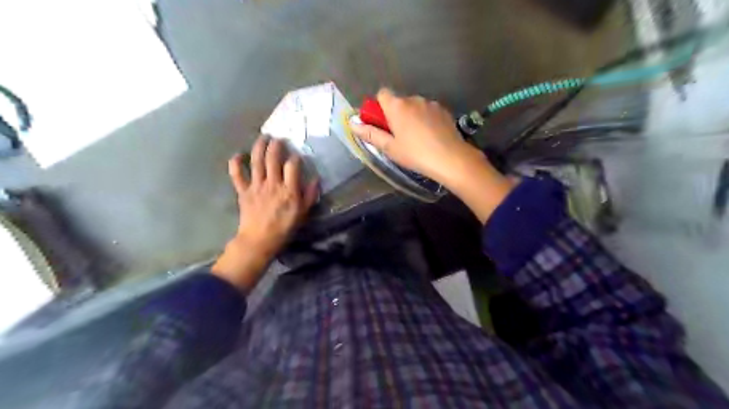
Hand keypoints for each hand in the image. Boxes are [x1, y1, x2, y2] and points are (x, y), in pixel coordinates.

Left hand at [214, 138, 320, 293]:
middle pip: (273, 158)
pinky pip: (237, 174)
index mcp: (289, 190)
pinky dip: (236, 163)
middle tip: (279, 138)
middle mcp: (272, 184)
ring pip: (256, 161)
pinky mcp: (243, 191)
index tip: (298, 156)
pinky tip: (239, 154)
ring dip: (259, 146)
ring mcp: (256, 186)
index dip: (296, 157)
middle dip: (276, 145)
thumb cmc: (284, 228)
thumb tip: (316, 179)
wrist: (260, 240)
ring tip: (263, 137)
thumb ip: (310, 195)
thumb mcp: (303, 213)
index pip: (292, 166)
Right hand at [350, 88, 514, 224]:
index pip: (382, 93)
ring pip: (415, 106)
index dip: (379, 106)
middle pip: (399, 101)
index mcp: (397, 106)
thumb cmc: (415, 154)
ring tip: (417, 138)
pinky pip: (428, 111)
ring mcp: (431, 103)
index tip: (382, 123)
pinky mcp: (444, 110)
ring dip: (412, 116)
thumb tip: (353, 124)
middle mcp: (414, 99)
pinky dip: (426, 119)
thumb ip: (371, 134)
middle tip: (399, 136)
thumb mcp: (390, 148)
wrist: (451, 158)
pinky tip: (430, 136)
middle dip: (396, 114)